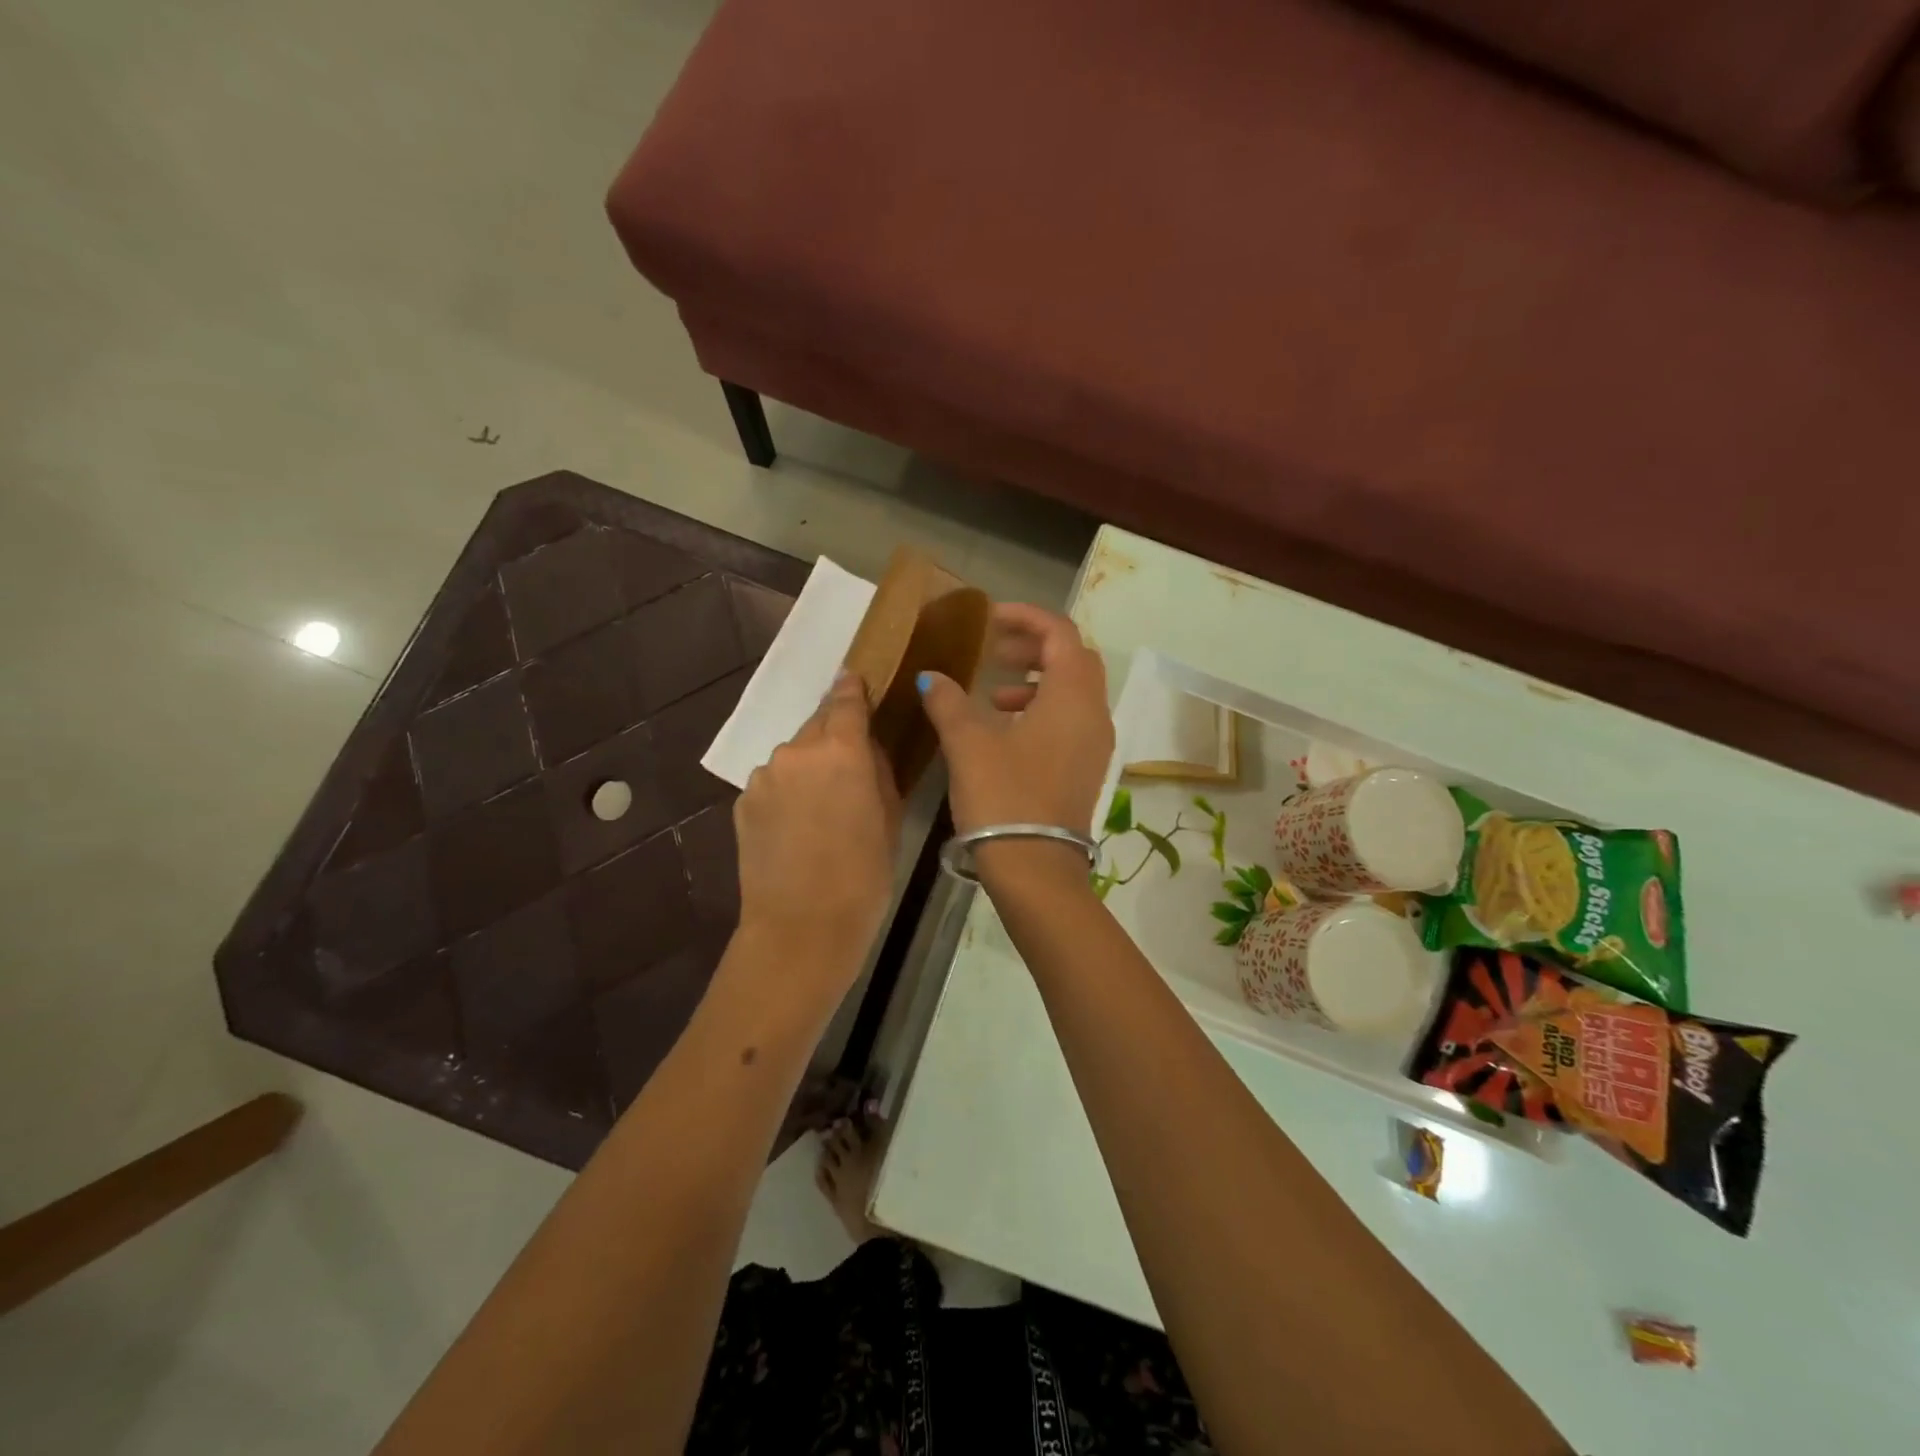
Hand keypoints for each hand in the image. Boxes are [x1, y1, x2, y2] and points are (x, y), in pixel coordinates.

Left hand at [733, 671, 900, 996]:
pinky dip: (786, 793)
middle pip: (817, 725)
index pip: (846, 700)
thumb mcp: (890, 818)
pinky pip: (773, 783)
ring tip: (821, 808)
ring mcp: (764, 776)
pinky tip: (796, 827)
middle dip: (833, 736)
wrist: (801, 927)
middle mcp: (797, 751)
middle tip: (848, 766)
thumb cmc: (864, 876)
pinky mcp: (743, 802)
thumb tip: (865, 748)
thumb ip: (877, 770)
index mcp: (842, 750)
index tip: (855, 682)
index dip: (853, 689)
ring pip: (793, 757)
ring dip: (808, 768)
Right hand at [917, 603, 1113, 858]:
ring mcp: (1095, 744)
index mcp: (1073, 697)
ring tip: (993, 694)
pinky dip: (1042, 710)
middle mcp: (1094, 714)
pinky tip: (1005, 730)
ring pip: (1073, 691)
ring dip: (1036, 680)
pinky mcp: (1086, 768)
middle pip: (1073, 659)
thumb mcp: (969, 744)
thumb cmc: (1005, 797)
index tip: (990, 617)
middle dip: (1033, 646)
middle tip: (993, 651)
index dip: (1026, 617)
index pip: (1061, 633)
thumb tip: (930, 677)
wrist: (1036, 868)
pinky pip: (1070, 720)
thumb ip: (949, 702)